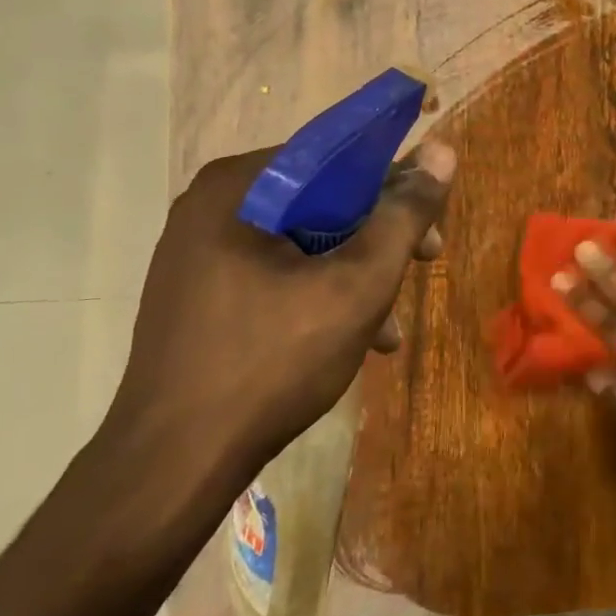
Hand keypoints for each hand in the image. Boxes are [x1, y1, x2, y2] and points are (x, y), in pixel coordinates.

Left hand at [102, 141, 454, 488]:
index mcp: (239, 187)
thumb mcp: (357, 285)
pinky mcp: (200, 292)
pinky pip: (277, 271)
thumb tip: (441, 153)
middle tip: (424, 265)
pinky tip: (354, 339)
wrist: (174, 463)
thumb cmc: (272, 362)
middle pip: (322, 199)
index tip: (430, 224)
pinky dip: (320, 293)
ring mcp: (199, 251)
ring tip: (389, 325)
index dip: (395, 183)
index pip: (337, 155)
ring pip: (304, 239)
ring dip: (356, 272)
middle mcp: (211, 206)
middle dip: (379, 236)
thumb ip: (404, 216)